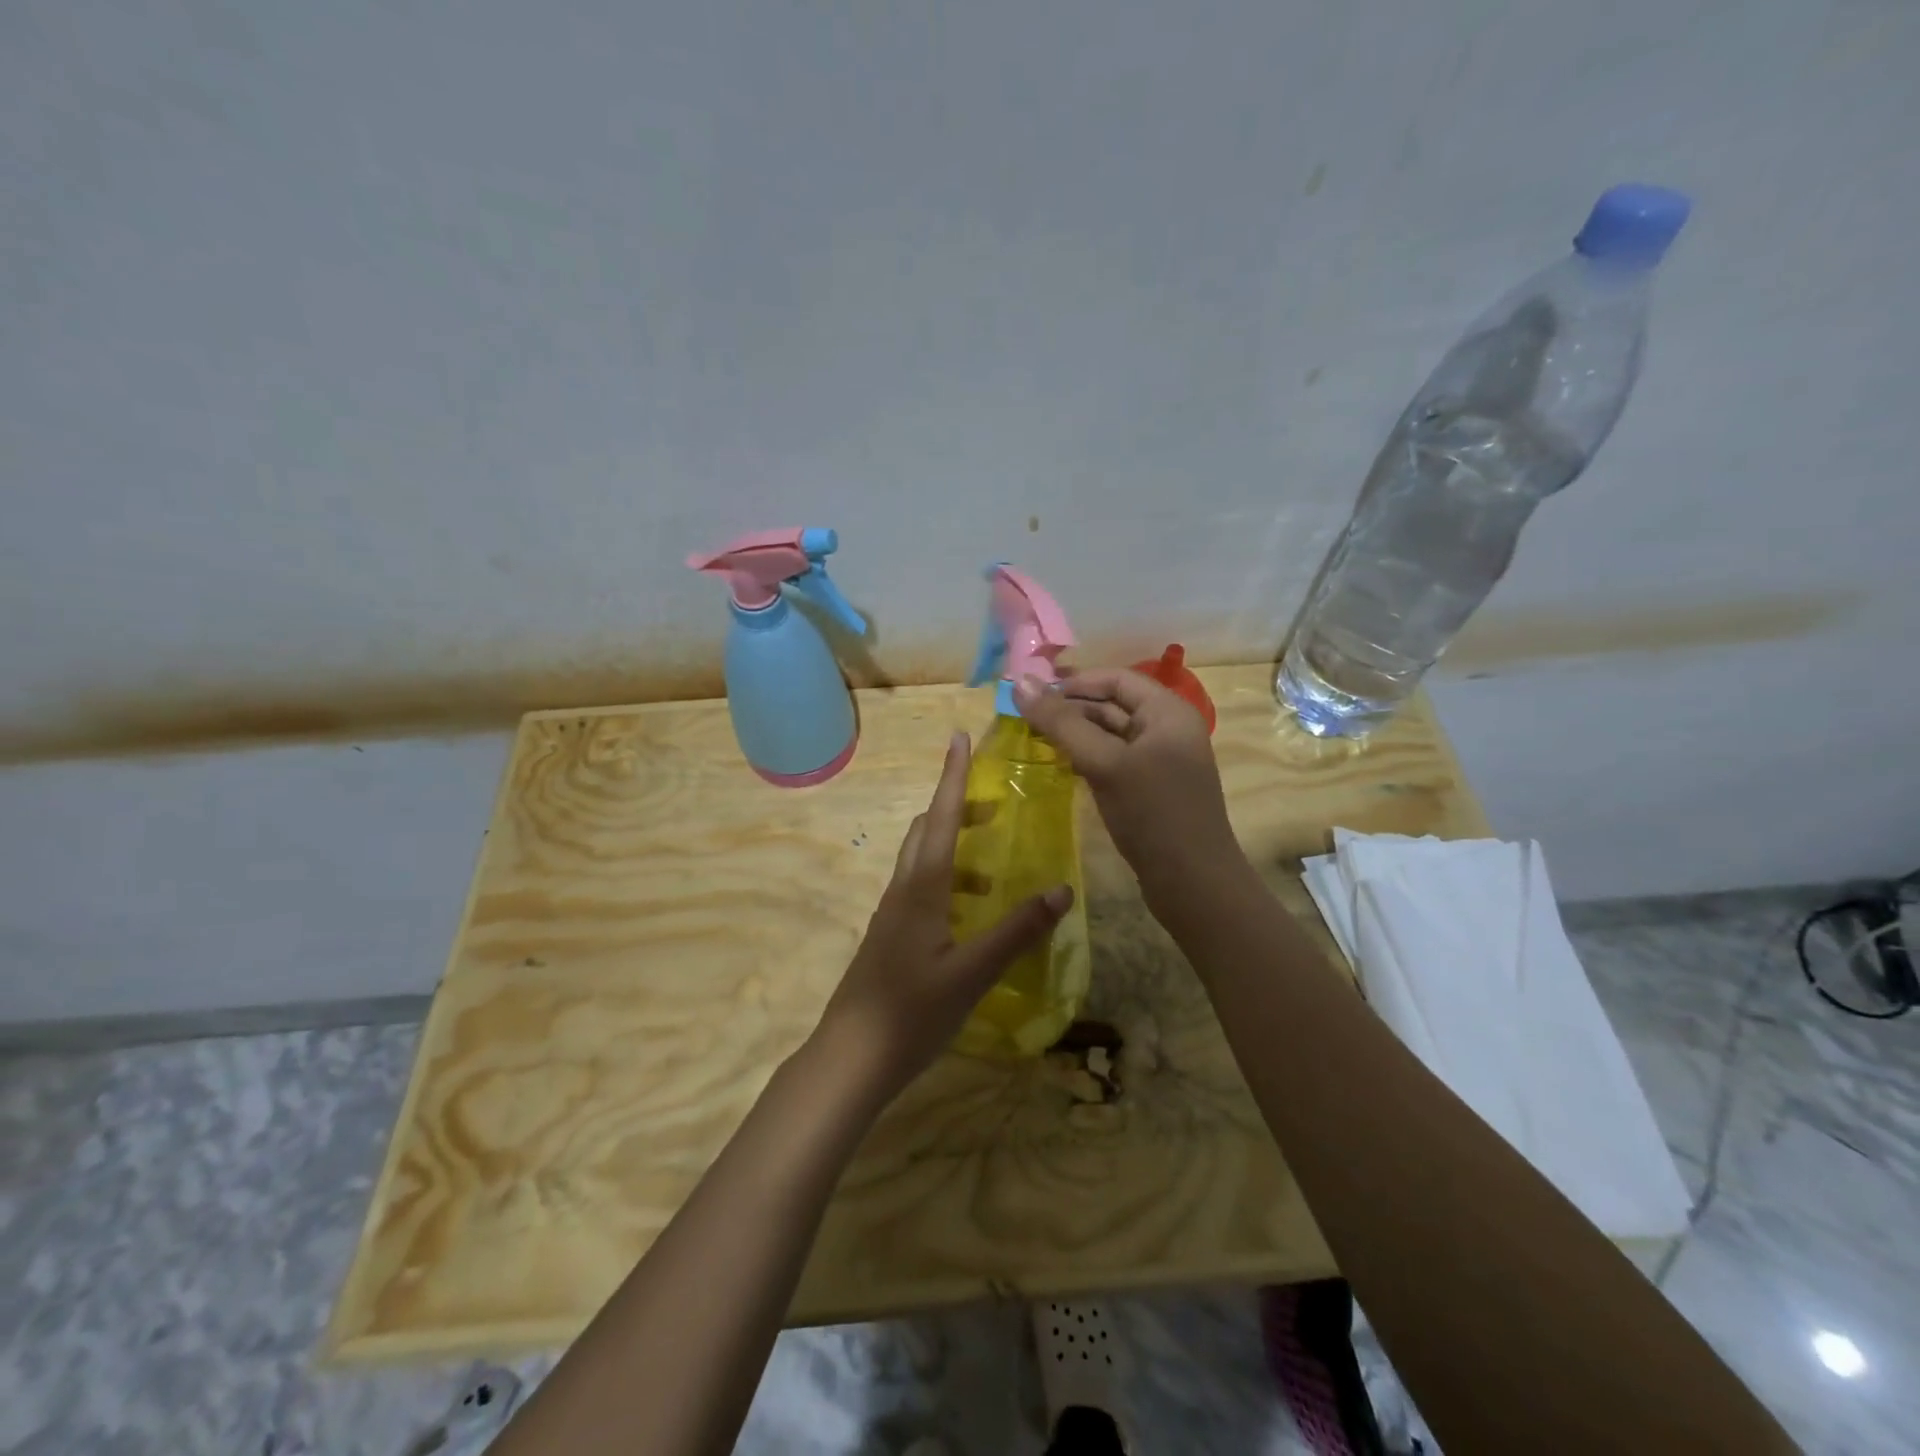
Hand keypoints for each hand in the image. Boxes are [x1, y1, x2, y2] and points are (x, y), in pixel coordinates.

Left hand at [812, 731, 1073, 1100]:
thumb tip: (1061, 890)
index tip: (959, 738)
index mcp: (921, 887)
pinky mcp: (891, 937)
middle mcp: (903, 890)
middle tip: (994, 809)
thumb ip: (1017, 931)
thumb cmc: (912, 1011)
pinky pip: (920, 891)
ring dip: (954, 851)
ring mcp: (892, 915)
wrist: (851, 1058)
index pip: (939, 817)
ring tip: (995, 875)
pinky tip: (971, 918)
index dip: (952, 777)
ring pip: (922, 863)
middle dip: (956, 809)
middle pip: (926, 831)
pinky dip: (948, 883)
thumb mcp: (973, 972)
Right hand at [1012, 668, 1243, 906]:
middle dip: (1071, 708)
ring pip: (1111, 734)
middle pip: (1113, 704)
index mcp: (1168, 711)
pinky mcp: (1150, 787)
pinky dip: (1087, 757)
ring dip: (1076, 734)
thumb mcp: (1104, 763)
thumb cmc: (1152, 813)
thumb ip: (1062, 723)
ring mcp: (1160, 760)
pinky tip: (1061, 765)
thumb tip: (1020, 683)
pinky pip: (1114, 759)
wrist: (1193, 883)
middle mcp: (1167, 728)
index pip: (1116, 678)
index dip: (1074, 682)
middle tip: (1025, 719)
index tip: (1033, 695)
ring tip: (1035, 740)